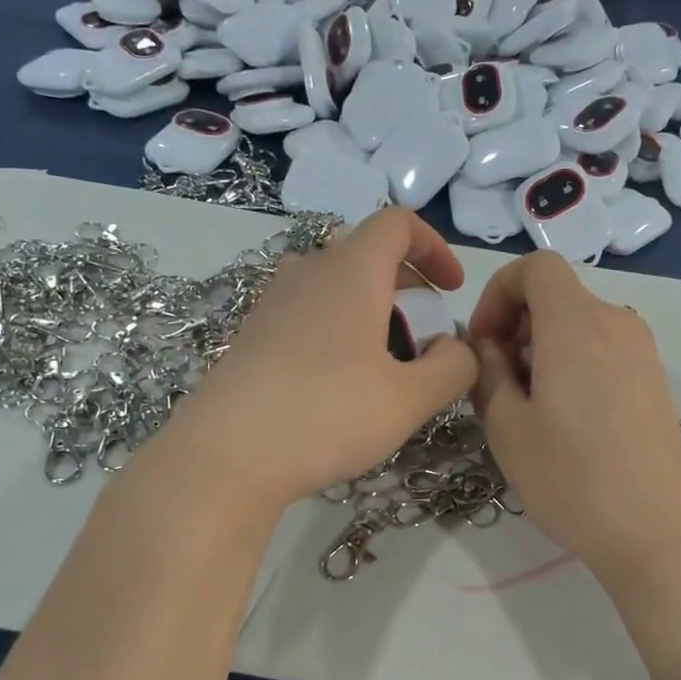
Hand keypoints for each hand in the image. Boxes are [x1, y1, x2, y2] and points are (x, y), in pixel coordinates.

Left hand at [159, 209, 477, 511]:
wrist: (225, 456)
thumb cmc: (328, 415)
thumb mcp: (410, 399)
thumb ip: (453, 366)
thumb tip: (455, 347)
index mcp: (351, 271)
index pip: (398, 224)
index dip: (434, 247)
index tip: (452, 291)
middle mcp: (308, 273)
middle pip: (368, 259)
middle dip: (408, 294)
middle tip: (424, 345)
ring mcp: (272, 304)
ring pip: (337, 292)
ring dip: (373, 318)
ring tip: (385, 373)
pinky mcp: (252, 337)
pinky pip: (309, 318)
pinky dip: (339, 336)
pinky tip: (340, 390)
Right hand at [469, 252, 680, 583]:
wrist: (658, 532)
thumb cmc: (572, 479)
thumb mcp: (507, 428)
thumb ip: (487, 373)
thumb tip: (487, 346)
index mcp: (576, 324)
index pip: (535, 266)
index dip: (498, 293)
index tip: (483, 343)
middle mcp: (616, 323)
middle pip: (557, 295)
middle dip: (516, 326)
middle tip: (497, 384)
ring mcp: (642, 352)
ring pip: (578, 324)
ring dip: (542, 349)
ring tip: (529, 409)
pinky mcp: (654, 380)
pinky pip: (602, 349)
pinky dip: (572, 364)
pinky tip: (565, 420)